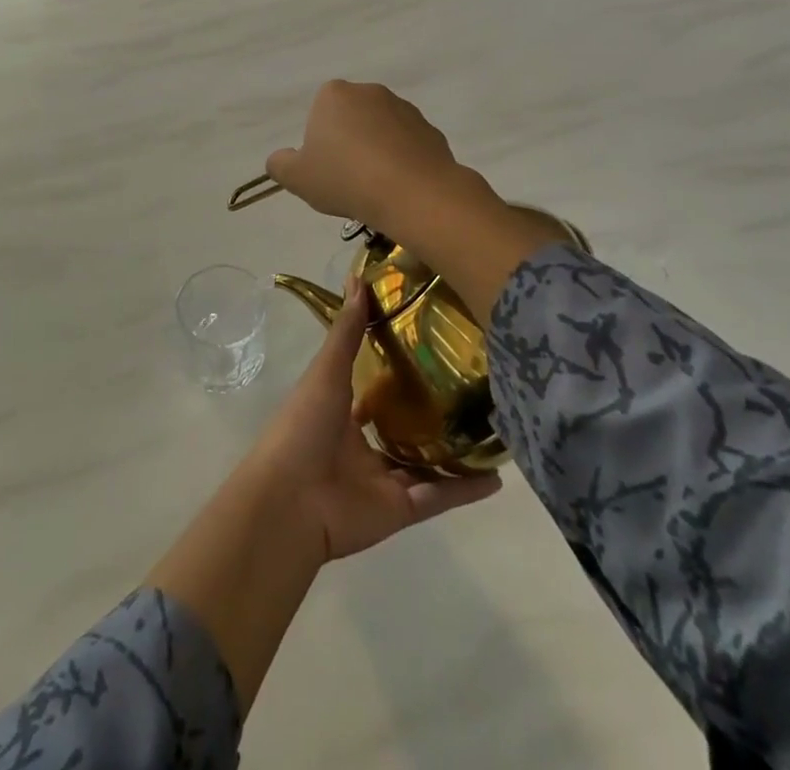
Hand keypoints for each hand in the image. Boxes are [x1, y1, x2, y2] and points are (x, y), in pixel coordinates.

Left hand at [244, 271, 500, 563]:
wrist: (290, 501)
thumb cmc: (303, 426)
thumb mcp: (326, 371)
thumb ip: (347, 330)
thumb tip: (358, 277)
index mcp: (341, 413)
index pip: (374, 390)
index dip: (397, 371)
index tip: (432, 348)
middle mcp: (362, 446)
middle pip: (403, 429)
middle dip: (431, 414)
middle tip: (472, 389)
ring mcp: (381, 481)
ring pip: (426, 465)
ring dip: (455, 452)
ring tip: (492, 431)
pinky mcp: (400, 511)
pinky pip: (439, 497)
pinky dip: (466, 490)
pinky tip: (498, 476)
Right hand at [265, 81, 471, 237]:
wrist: (412, 192)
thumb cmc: (345, 179)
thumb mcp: (297, 178)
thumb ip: (280, 164)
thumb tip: (279, 159)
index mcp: (334, 94)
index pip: (320, 112)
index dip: (320, 141)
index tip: (325, 168)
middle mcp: (370, 91)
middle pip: (352, 117)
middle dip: (349, 142)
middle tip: (348, 179)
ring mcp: (404, 108)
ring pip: (381, 130)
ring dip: (377, 150)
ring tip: (376, 186)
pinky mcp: (430, 129)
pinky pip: (408, 144)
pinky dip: (403, 160)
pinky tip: (400, 186)